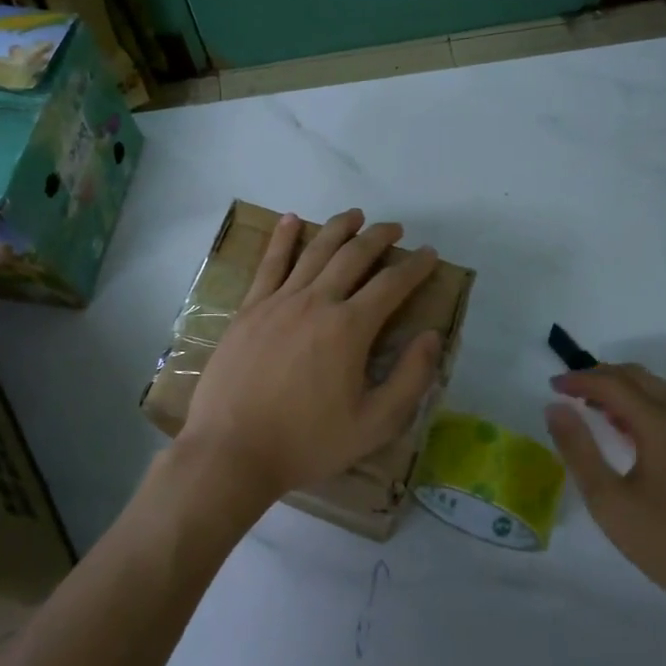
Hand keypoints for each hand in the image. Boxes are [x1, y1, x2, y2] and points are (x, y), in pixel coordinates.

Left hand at [179, 208, 442, 503]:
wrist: (232, 450)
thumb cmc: (306, 442)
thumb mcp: (373, 424)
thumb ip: (410, 379)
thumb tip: (433, 336)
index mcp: (350, 328)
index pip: (391, 284)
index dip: (415, 266)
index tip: (429, 254)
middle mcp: (316, 302)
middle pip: (354, 256)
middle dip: (379, 237)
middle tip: (395, 229)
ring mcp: (278, 301)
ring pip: (314, 251)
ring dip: (338, 228)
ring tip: (355, 215)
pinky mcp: (250, 309)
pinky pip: (270, 264)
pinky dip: (283, 238)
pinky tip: (290, 219)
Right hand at [546, 364, 665, 615]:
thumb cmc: (660, 538)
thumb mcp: (606, 498)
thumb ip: (578, 449)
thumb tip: (555, 408)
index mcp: (660, 425)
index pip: (613, 383)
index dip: (579, 380)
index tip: (552, 387)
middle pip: (636, 376)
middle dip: (599, 376)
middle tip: (568, 391)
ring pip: (652, 387)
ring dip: (619, 386)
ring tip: (588, 404)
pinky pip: (664, 405)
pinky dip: (636, 401)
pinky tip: (619, 425)